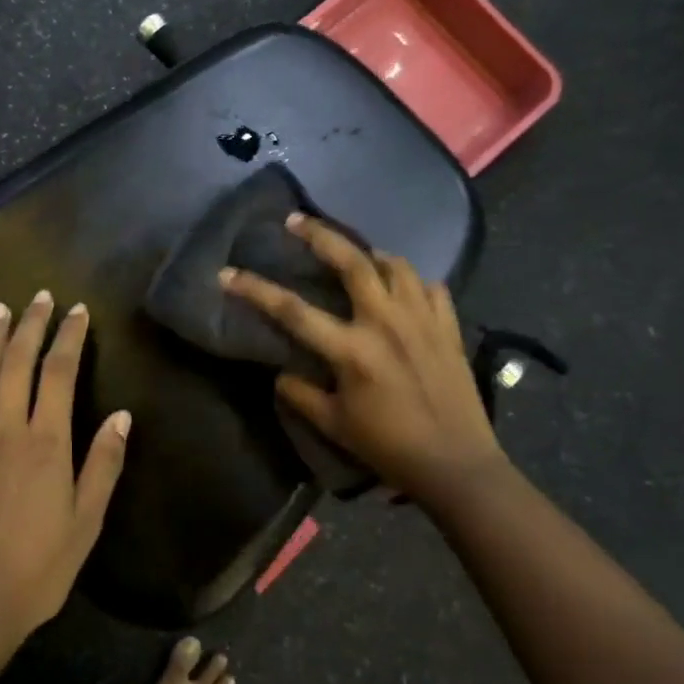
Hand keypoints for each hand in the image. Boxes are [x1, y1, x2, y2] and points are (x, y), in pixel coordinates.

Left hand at [0, 291, 131, 646]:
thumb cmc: (38, 566)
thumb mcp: (86, 520)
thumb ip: (103, 464)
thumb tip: (122, 416)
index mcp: (45, 442)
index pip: (58, 373)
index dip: (68, 337)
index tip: (77, 312)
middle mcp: (5, 428)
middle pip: (17, 362)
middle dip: (30, 325)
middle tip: (39, 297)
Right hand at [220, 215, 504, 497]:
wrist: (456, 464)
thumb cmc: (389, 446)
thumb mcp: (334, 425)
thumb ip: (301, 394)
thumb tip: (280, 372)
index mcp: (352, 350)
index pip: (293, 310)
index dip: (255, 289)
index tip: (227, 273)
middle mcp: (386, 322)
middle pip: (352, 262)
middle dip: (320, 235)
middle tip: (297, 220)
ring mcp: (422, 320)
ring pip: (396, 265)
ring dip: (370, 254)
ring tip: (355, 255)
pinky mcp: (448, 327)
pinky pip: (430, 287)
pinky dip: (412, 281)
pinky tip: (402, 289)